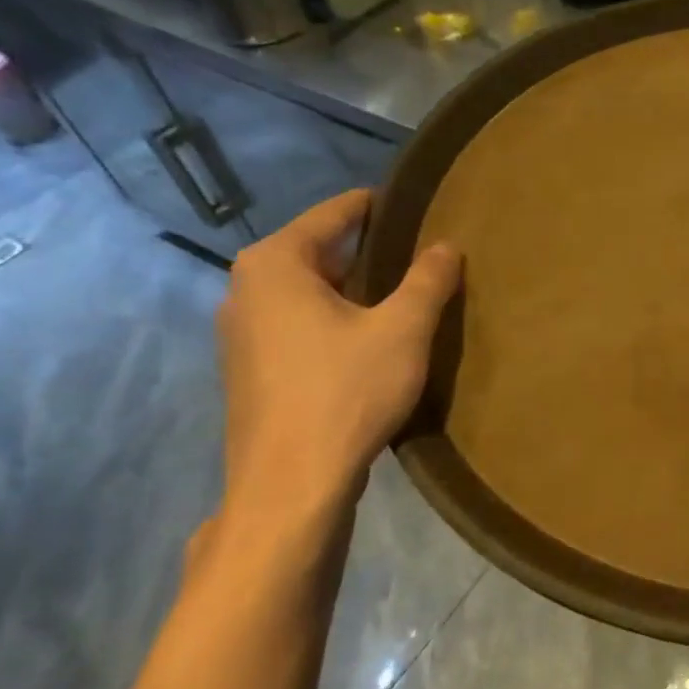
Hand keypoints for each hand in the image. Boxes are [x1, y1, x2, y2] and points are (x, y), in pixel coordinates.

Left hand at [217, 190, 460, 537]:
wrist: (291, 484)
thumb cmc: (346, 391)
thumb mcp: (403, 329)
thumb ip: (428, 280)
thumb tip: (447, 245)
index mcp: (275, 264)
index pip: (335, 214)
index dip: (379, 207)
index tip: (418, 204)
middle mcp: (246, 288)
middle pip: (319, 252)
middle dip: (370, 251)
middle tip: (422, 252)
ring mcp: (241, 333)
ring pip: (309, 291)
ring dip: (354, 289)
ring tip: (405, 294)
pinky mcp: (251, 370)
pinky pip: (299, 323)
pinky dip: (335, 319)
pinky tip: (371, 339)